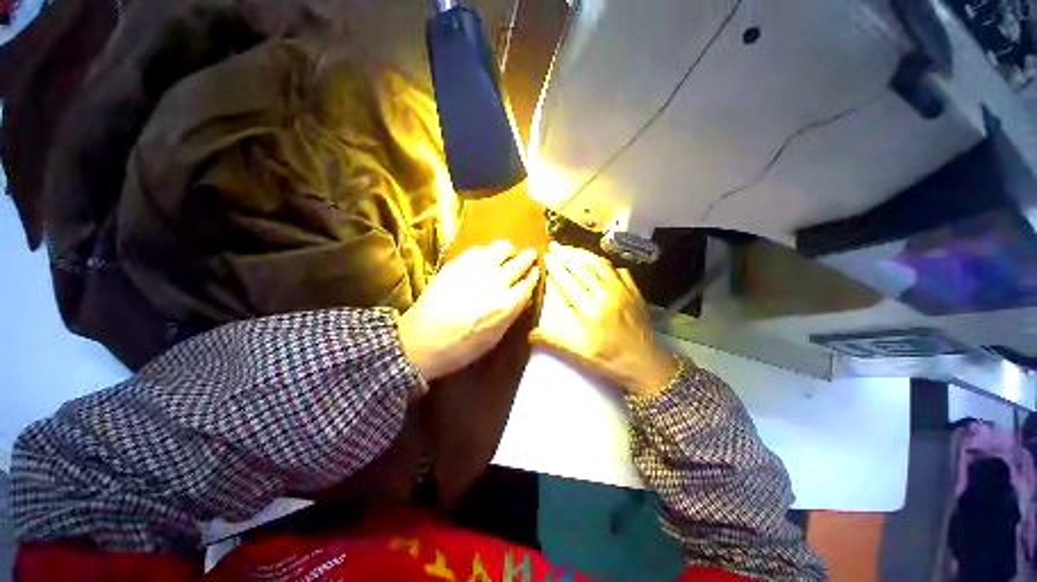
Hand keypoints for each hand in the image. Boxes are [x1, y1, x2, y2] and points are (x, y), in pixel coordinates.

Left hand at [398, 241, 538, 380]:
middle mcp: (495, 283)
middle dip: (527, 257)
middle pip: (519, 262)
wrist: (421, 341)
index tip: (535, 271)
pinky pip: (478, 250)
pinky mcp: (457, 264)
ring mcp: (475, 270)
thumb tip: (521, 298)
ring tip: (508, 252)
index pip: (528, 283)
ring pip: (500, 248)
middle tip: (529, 254)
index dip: (534, 275)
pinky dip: (486, 252)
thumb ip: (510, 315)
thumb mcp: (494, 338)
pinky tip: (485, 256)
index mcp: (506, 305)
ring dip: (508, 250)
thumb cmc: (461, 348)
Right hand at [531, 243, 678, 396]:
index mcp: (591, 309)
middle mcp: (606, 295)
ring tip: (572, 249)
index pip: (569, 282)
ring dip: (584, 255)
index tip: (547, 256)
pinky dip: (607, 265)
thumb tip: (529, 334)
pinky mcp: (635, 293)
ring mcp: (623, 291)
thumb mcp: (579, 355)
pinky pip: (620, 271)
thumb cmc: (610, 360)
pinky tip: (601, 264)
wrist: (646, 364)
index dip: (557, 267)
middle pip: (583, 268)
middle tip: (555, 245)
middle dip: (567, 255)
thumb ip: (554, 341)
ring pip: (601, 265)